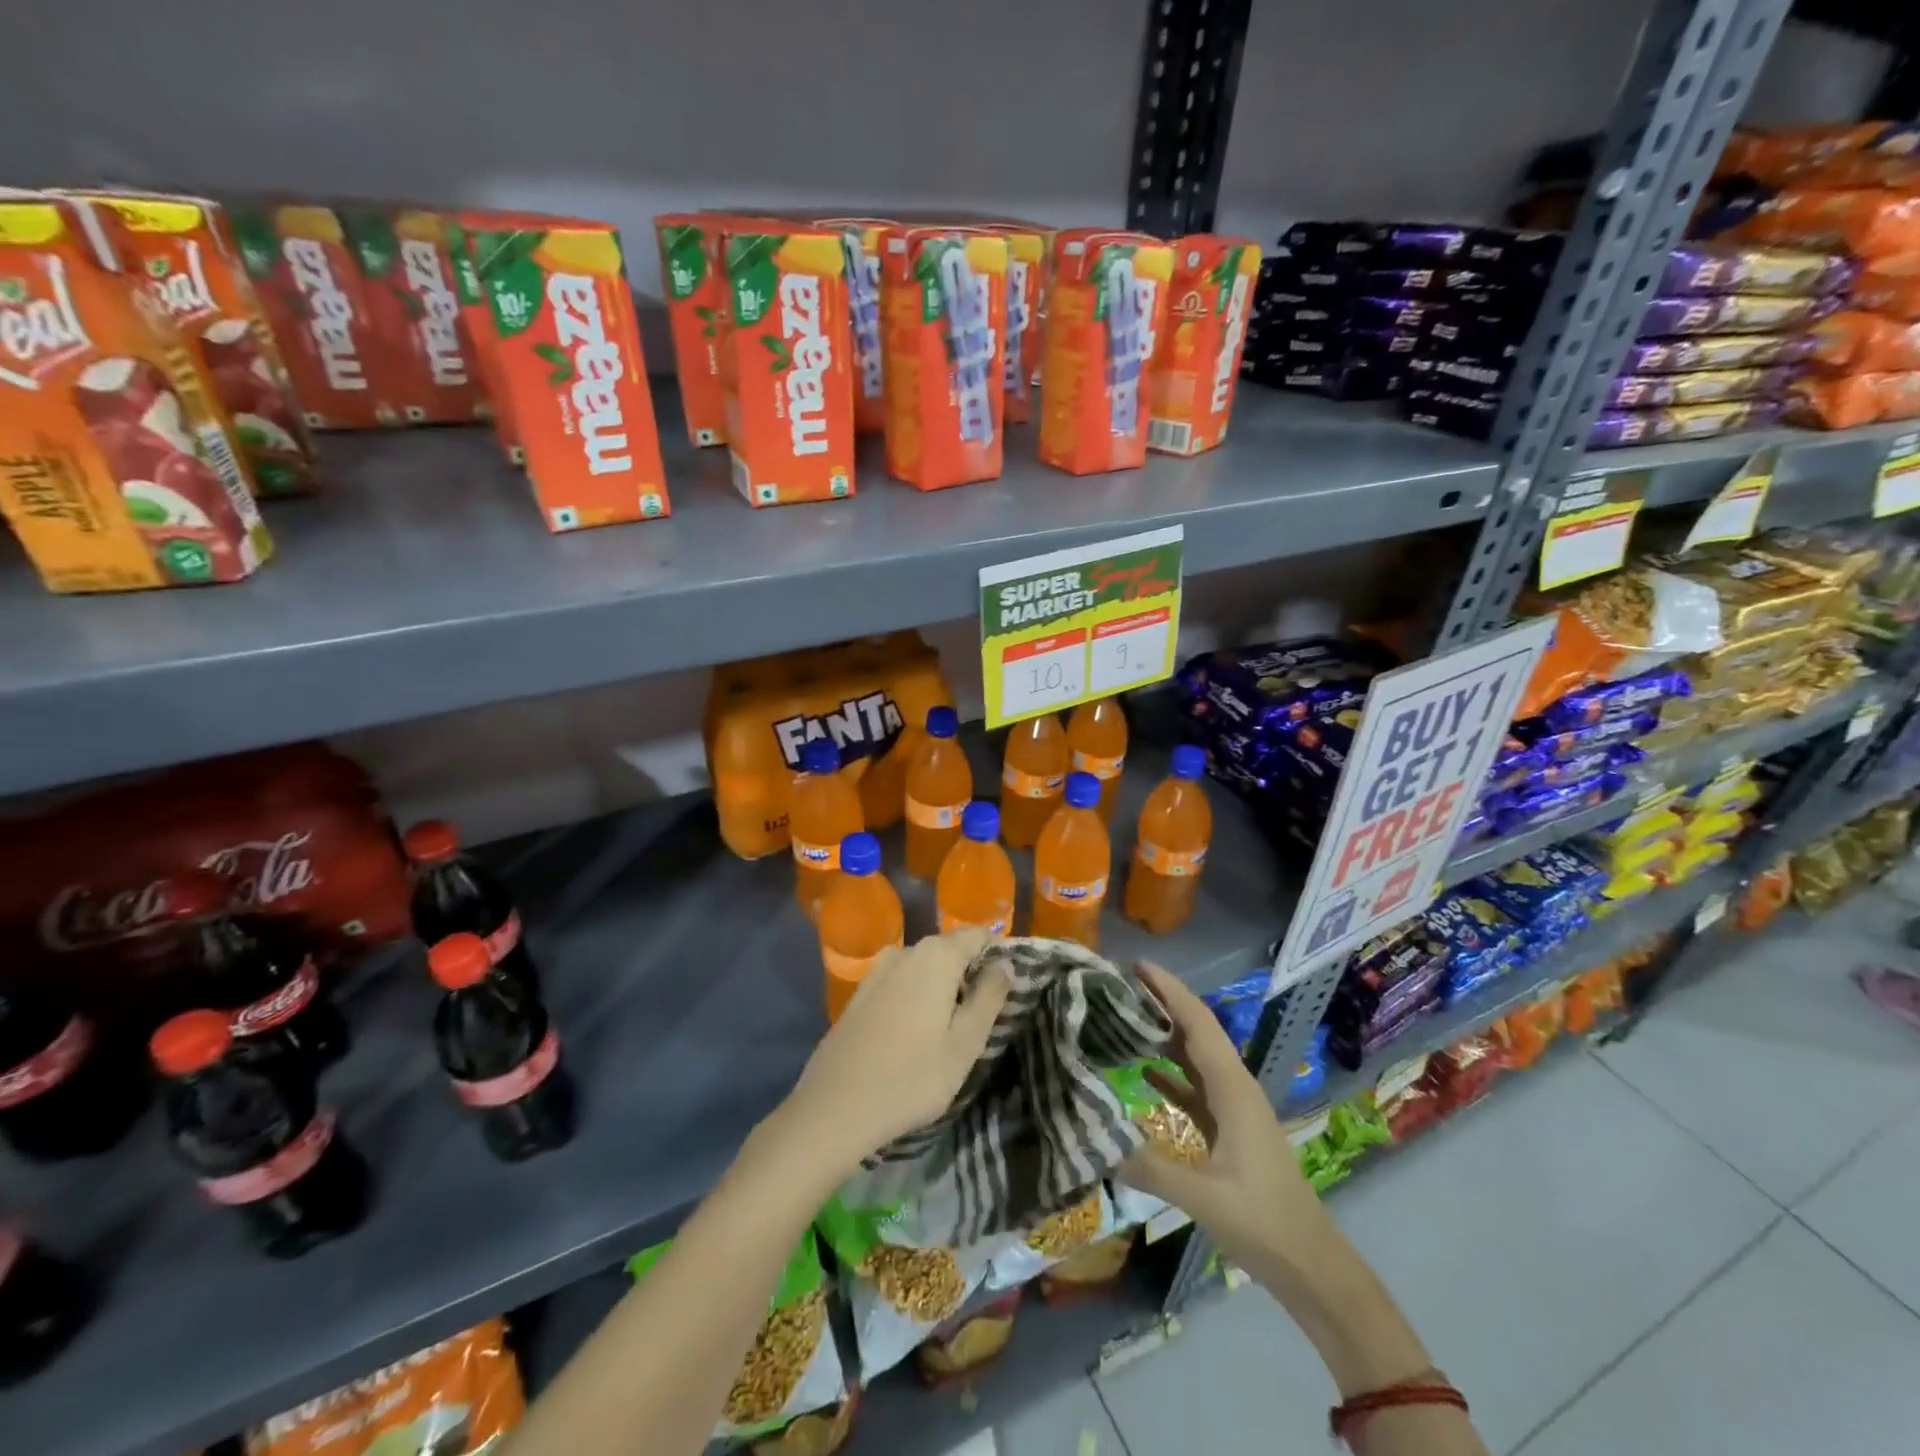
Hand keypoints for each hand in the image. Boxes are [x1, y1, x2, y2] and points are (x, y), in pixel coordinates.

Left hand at [777, 929, 1009, 1177]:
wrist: (835, 1106)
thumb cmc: (912, 1077)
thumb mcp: (965, 1043)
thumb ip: (990, 997)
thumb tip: (1005, 963)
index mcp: (937, 956)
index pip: (978, 935)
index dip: (997, 955)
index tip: (1006, 988)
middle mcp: (906, 952)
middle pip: (950, 950)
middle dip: (969, 974)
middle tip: (981, 1018)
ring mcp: (878, 971)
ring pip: (924, 967)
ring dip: (941, 987)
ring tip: (948, 1030)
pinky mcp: (860, 993)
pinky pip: (900, 983)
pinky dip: (914, 997)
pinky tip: (913, 1034)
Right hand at [1119, 961, 1336, 1277]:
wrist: (1310, 1263)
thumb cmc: (1263, 1223)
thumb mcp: (1204, 1198)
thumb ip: (1150, 1168)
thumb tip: (1096, 1143)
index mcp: (1232, 1088)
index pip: (1198, 1023)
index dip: (1169, 990)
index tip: (1137, 966)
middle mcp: (1234, 1086)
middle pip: (1196, 1031)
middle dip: (1163, 1003)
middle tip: (1118, 986)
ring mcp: (1233, 1107)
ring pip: (1195, 1056)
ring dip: (1165, 1033)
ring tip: (1125, 1017)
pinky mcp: (1229, 1128)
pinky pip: (1195, 1085)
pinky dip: (1170, 1071)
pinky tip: (1143, 1071)